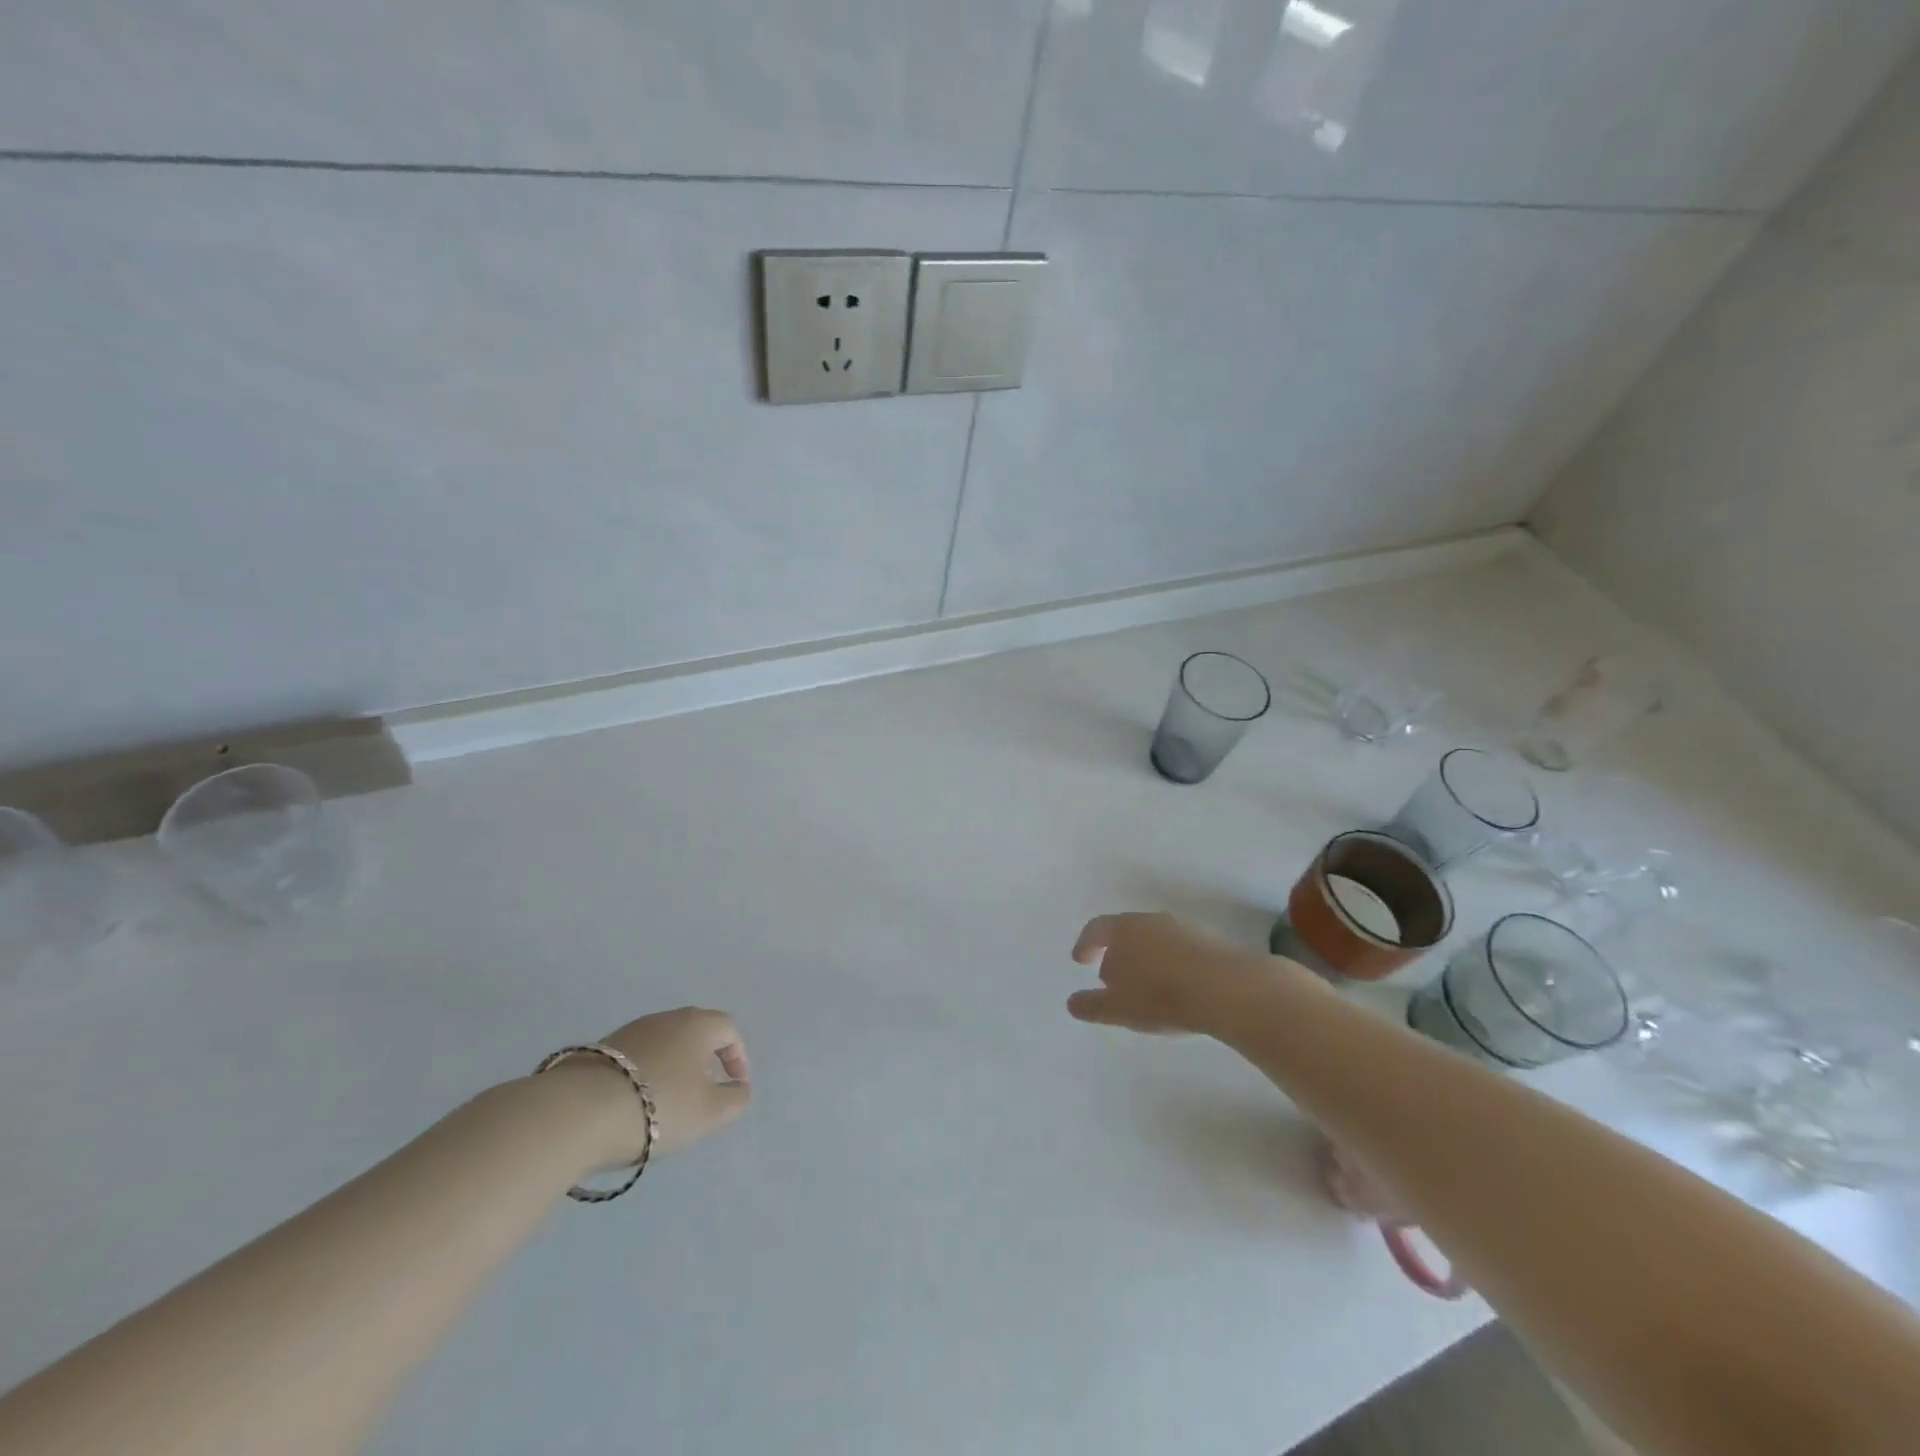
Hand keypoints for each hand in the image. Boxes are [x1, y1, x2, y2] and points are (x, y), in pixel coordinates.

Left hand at [543, 1007, 751, 1167]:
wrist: (579, 1112)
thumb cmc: (659, 1106)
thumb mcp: (710, 1111)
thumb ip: (735, 1099)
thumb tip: (739, 1088)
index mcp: (697, 1024)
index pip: (728, 1029)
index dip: (737, 1056)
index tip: (735, 1085)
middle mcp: (666, 1018)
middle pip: (695, 1032)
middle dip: (704, 1059)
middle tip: (704, 1091)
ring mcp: (629, 1031)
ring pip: (663, 1043)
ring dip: (673, 1066)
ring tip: (667, 1102)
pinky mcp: (599, 1050)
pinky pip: (635, 1058)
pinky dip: (644, 1075)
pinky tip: (635, 1103)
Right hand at [1068, 912, 1278, 1035]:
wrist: (1228, 989)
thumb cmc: (1162, 996)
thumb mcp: (1119, 1008)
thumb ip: (1092, 1005)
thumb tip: (1072, 1002)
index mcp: (1124, 929)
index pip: (1097, 928)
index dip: (1086, 944)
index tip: (1081, 960)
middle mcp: (1151, 920)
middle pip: (1126, 932)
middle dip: (1117, 954)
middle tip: (1112, 980)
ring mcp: (1183, 928)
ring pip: (1154, 940)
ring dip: (1145, 959)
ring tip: (1146, 987)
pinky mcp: (1210, 941)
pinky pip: (1180, 950)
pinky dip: (1170, 964)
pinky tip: (1177, 988)